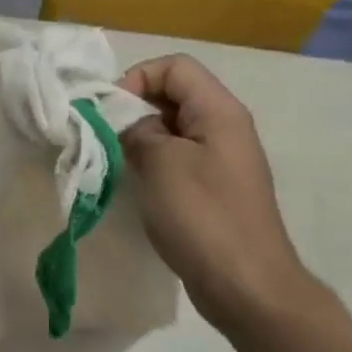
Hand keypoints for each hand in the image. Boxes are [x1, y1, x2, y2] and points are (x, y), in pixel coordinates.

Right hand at [117, 55, 322, 332]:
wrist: (246, 284)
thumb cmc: (202, 216)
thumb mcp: (160, 164)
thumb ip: (137, 131)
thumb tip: (128, 123)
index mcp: (219, 111)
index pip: (175, 67)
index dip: (137, 78)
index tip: (110, 113)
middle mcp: (225, 127)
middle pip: (174, 95)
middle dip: (135, 109)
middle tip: (106, 139)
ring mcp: (222, 160)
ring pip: (173, 130)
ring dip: (141, 139)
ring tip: (117, 163)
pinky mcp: (215, 190)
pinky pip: (179, 160)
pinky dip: (154, 165)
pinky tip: (137, 187)